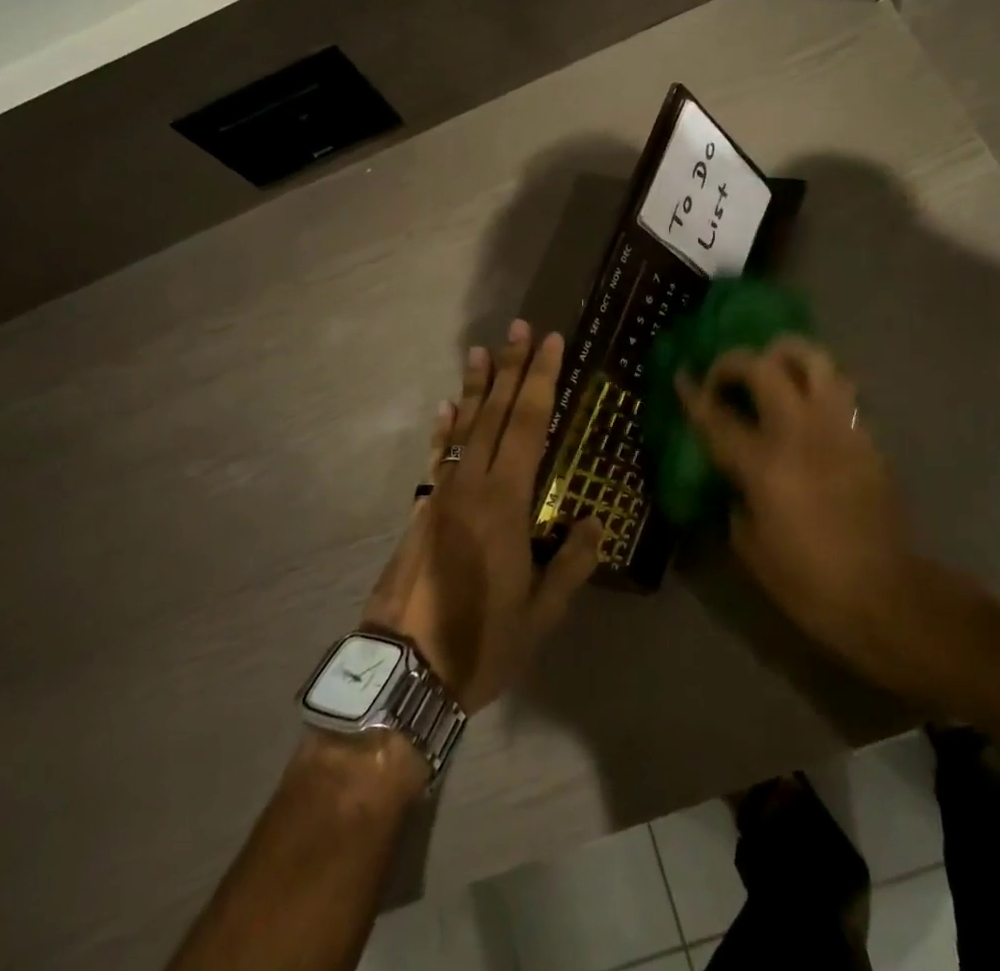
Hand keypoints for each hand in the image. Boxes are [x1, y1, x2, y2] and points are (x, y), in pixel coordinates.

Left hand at [362, 321, 602, 710]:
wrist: (403, 672)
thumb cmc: (480, 643)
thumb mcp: (540, 613)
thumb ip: (570, 564)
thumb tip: (596, 523)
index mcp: (505, 502)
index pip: (528, 425)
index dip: (541, 381)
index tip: (551, 343)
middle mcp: (471, 485)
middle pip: (495, 414)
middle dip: (511, 368)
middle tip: (519, 328)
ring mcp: (441, 495)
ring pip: (463, 428)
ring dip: (476, 388)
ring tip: (480, 351)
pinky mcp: (422, 511)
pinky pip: (437, 457)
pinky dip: (444, 429)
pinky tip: (446, 409)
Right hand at [676, 337, 919, 679]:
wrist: (883, 595)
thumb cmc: (806, 580)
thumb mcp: (749, 544)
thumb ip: (736, 494)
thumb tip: (735, 473)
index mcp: (764, 464)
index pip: (718, 417)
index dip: (694, 394)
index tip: (681, 376)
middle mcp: (800, 432)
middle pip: (764, 367)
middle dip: (734, 362)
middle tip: (725, 379)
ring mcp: (839, 427)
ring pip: (813, 358)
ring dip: (784, 355)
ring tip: (772, 371)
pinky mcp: (866, 435)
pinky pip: (841, 389)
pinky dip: (819, 385)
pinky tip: (808, 406)